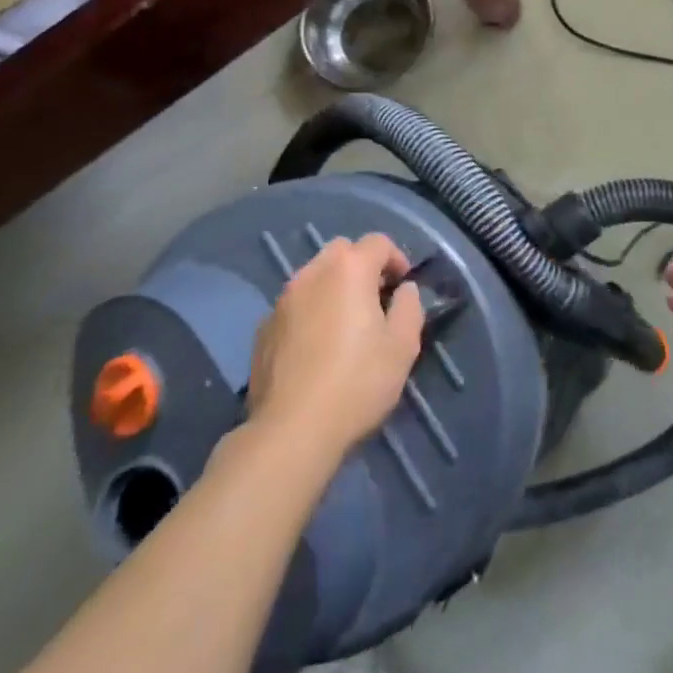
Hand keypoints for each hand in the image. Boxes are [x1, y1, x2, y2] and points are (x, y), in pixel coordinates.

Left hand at [247, 234, 422, 460]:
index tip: (403, 286)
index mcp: (349, 269)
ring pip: (314, 277)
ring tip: (346, 325)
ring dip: (333, 289)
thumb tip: (404, 290)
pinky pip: (294, 306)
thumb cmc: (357, 382)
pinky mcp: (263, 329)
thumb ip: (409, 307)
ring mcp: (282, 300)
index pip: (378, 242)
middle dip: (362, 266)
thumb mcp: (403, 346)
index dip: (397, 259)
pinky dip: (310, 313)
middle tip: (376, 300)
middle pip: (342, 252)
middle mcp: (312, 273)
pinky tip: (317, 349)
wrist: (292, 430)